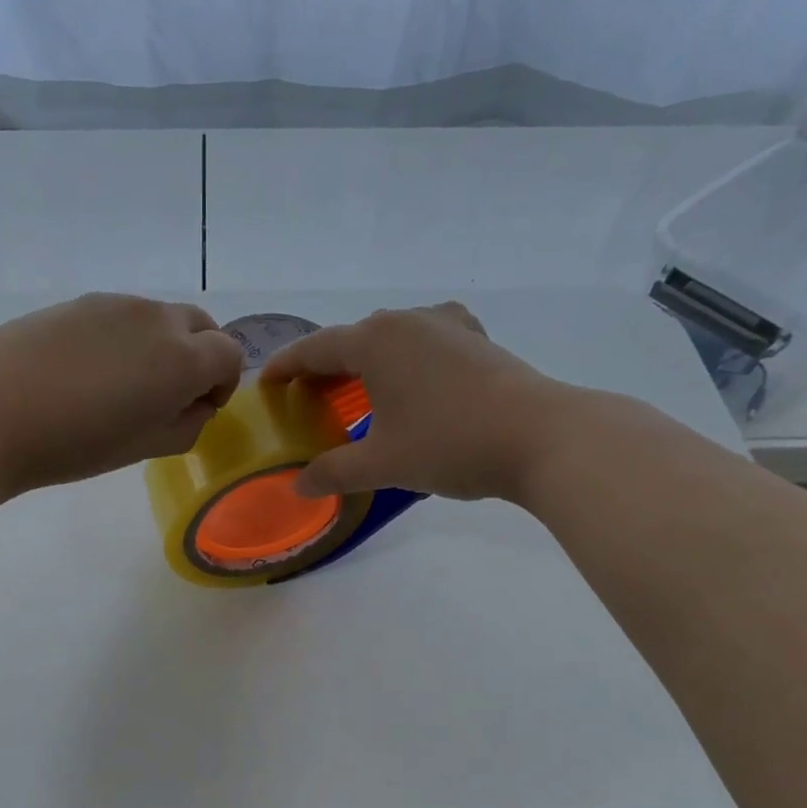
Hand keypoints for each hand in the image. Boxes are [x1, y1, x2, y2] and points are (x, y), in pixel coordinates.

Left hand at [0, 292, 244, 496]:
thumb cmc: (74, 443)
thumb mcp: (145, 449)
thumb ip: (187, 425)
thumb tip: (195, 405)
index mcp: (182, 358)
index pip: (229, 354)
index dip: (222, 384)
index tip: (198, 409)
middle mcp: (155, 319)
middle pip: (201, 325)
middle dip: (200, 357)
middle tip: (169, 395)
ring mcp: (113, 304)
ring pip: (159, 318)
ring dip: (161, 346)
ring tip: (123, 386)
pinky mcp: (77, 302)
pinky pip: (120, 316)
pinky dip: (125, 338)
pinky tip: (87, 372)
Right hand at [260, 302, 561, 502]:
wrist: (542, 437)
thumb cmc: (450, 444)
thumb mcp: (383, 464)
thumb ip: (334, 472)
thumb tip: (299, 487)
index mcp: (375, 341)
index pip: (314, 349)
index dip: (285, 367)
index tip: (264, 384)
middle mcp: (407, 321)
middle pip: (351, 340)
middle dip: (324, 368)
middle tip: (305, 399)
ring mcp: (447, 325)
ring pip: (390, 338)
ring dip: (365, 363)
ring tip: (355, 391)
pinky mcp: (477, 339)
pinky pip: (425, 342)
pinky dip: (405, 360)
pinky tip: (413, 378)